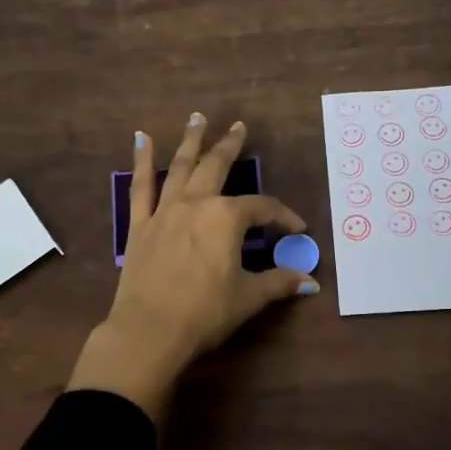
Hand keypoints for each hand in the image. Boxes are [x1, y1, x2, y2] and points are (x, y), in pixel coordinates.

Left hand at [67, 114, 317, 417]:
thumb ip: (279, 283)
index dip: (283, 217)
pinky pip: (141, 186)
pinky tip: (140, 139)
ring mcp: (164, 211)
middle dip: (231, 146)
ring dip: (191, 141)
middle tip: (239, 127)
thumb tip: (310, 282)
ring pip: (180, 167)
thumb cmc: (204, 313)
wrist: (148, 331)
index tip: (297, 229)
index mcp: (226, 218)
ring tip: (198, 118)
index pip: (262, 208)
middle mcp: (196, 204)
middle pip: (217, 167)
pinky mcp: (140, 225)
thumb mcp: (248, 297)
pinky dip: (141, 161)